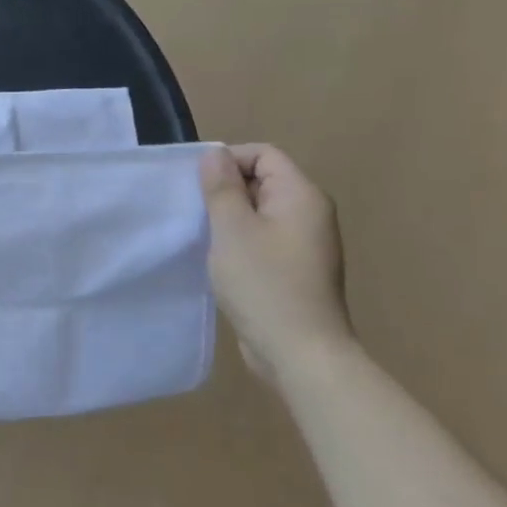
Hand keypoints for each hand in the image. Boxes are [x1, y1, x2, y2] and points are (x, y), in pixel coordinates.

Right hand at [199, 144, 353, 387]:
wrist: (300, 353)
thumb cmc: (264, 283)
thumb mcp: (232, 228)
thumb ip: (221, 187)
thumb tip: (215, 155)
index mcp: (301, 196)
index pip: (263, 154)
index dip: (228, 160)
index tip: (198, 186)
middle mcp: (309, 213)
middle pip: (262, 180)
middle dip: (225, 190)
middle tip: (196, 213)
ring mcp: (305, 244)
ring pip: (259, 212)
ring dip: (229, 218)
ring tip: (205, 237)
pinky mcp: (295, 269)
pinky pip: (263, 238)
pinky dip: (240, 241)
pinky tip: (220, 261)